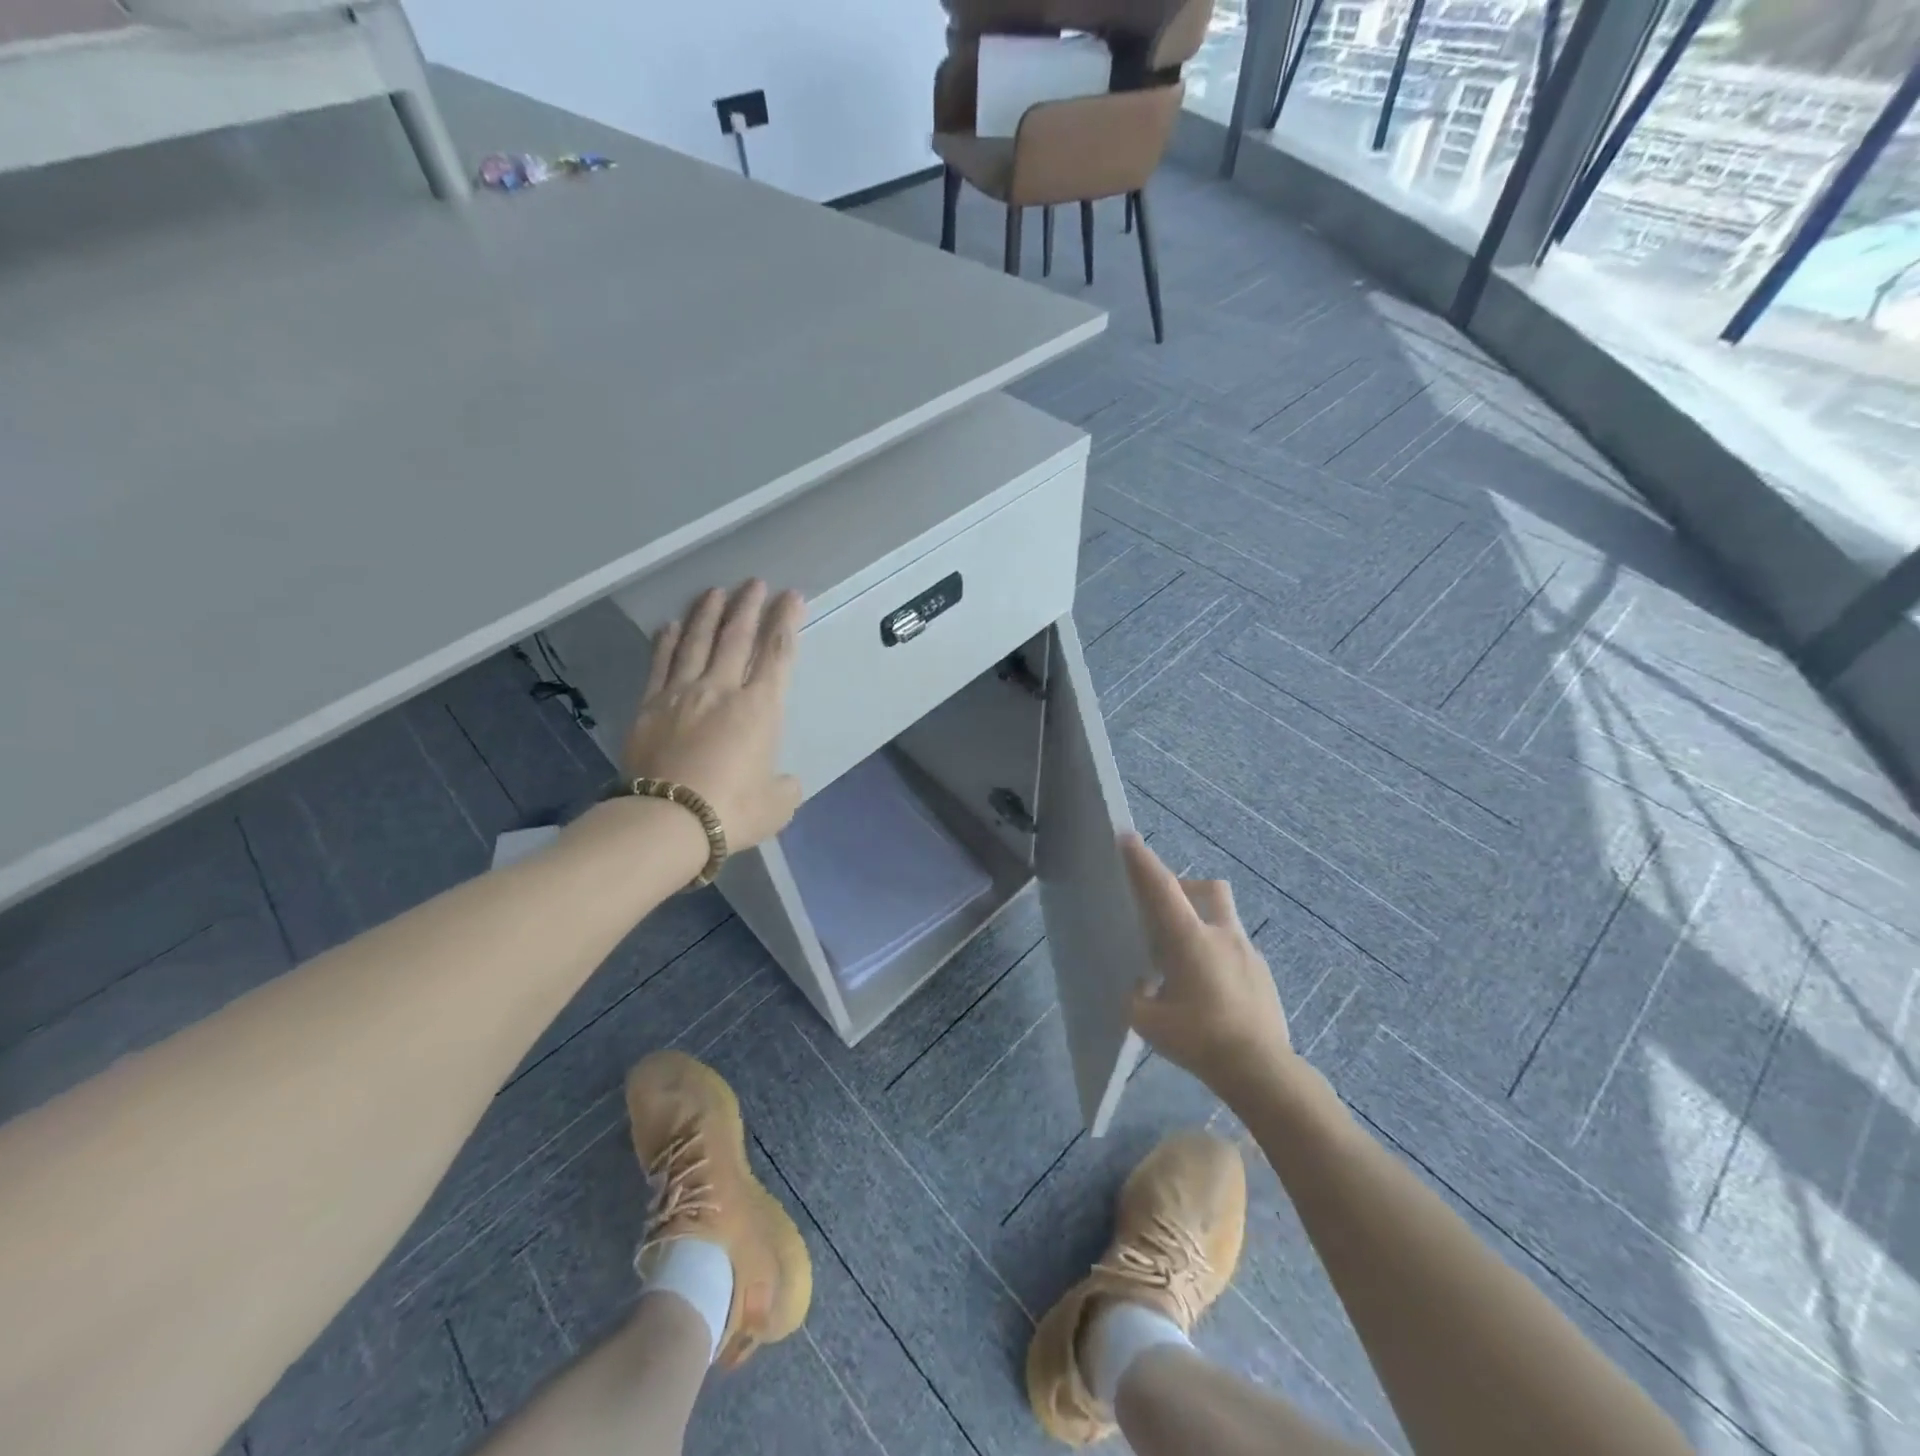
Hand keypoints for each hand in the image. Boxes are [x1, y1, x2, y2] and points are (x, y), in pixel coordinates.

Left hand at [622, 581, 805, 854]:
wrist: (668, 821)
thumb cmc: (732, 811)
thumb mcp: (777, 805)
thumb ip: (784, 786)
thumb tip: (783, 781)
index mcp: (760, 708)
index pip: (777, 654)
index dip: (786, 622)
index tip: (792, 597)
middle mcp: (722, 689)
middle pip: (737, 636)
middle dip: (749, 606)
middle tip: (755, 582)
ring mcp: (682, 693)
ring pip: (697, 641)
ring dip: (708, 613)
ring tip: (716, 591)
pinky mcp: (650, 705)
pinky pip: (661, 663)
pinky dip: (666, 641)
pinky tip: (669, 625)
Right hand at [1120, 834, 1295, 1096]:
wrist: (1262, 1071)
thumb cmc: (1198, 1039)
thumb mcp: (1148, 1021)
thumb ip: (1137, 997)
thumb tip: (1141, 988)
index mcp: (1189, 939)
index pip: (1161, 888)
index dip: (1142, 861)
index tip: (1128, 837)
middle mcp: (1222, 936)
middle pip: (1209, 888)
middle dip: (1187, 887)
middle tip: (1167, 913)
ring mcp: (1249, 954)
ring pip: (1225, 921)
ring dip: (1204, 927)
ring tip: (1187, 966)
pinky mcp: (1264, 976)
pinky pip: (1237, 953)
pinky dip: (1219, 959)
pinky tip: (1211, 994)